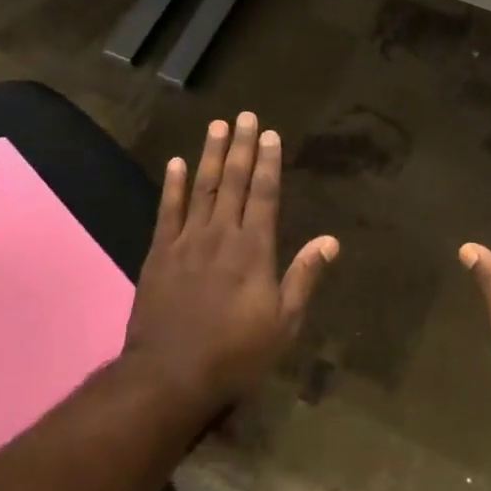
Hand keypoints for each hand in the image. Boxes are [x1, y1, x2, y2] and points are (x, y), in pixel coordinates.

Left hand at [125, 112, 338, 411]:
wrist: (169, 375)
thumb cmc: (235, 353)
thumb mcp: (283, 324)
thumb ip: (303, 277)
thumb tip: (330, 241)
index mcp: (254, 249)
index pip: (264, 194)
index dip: (268, 163)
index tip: (271, 134)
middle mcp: (221, 235)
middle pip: (233, 182)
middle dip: (241, 147)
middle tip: (246, 115)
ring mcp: (187, 241)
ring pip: (202, 187)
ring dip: (210, 154)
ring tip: (217, 125)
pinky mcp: (159, 254)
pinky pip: (167, 211)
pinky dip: (172, 185)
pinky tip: (176, 163)